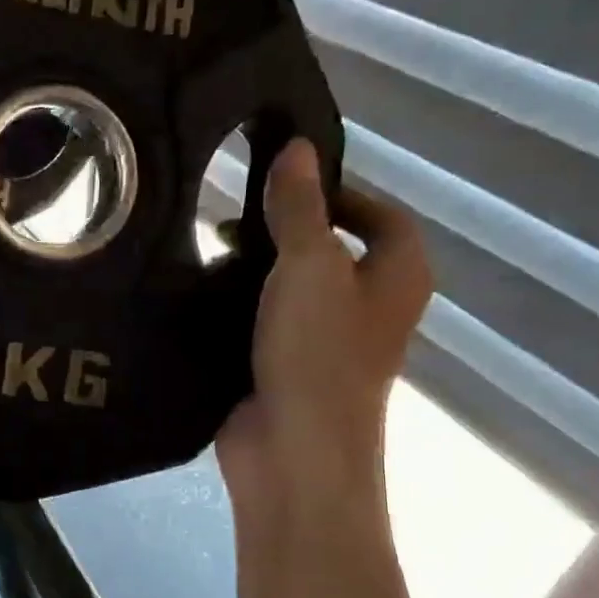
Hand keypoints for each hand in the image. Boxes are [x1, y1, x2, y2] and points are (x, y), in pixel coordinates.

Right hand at [216, 138, 431, 507]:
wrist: (294, 451)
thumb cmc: (317, 352)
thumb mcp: (309, 266)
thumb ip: (300, 207)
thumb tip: (299, 147)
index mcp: (396, 277)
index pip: (381, 216)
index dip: (340, 193)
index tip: (283, 184)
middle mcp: (370, 307)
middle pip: (334, 249)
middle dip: (286, 229)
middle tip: (233, 216)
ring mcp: (326, 342)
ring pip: (294, 287)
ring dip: (258, 267)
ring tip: (209, 249)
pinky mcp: (286, 367)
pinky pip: (266, 321)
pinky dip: (241, 305)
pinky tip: (202, 294)